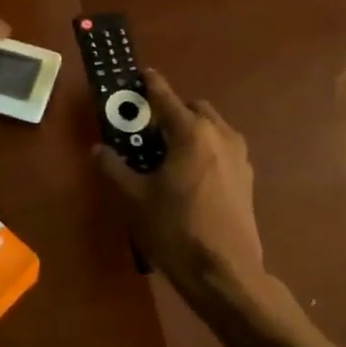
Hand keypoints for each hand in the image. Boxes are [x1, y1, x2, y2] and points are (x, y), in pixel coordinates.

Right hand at [94, 69, 267, 305]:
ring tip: (169, 151)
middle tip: (149, 128)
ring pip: (213, 128)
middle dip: (173, 110)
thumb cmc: (176, 230)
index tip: (141, 74)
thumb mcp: (136, 199)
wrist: (225, 272)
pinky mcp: (247, 177)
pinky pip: (223, 148)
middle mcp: (220, 135)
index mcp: (192, 133)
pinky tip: (190, 173)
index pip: (166, 98)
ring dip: (192, 129)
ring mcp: (239, 156)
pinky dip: (206, 148)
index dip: (151, 85)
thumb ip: (116, 168)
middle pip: (195, 109)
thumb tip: (98, 150)